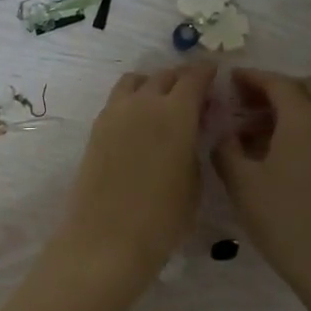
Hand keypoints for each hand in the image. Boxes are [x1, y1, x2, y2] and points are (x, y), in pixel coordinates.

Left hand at [53, 64, 216, 283]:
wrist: (107, 238)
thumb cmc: (163, 218)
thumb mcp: (194, 181)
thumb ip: (194, 145)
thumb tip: (191, 130)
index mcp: (177, 112)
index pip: (194, 77)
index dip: (207, 73)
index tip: (214, 75)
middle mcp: (144, 103)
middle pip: (164, 76)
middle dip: (181, 79)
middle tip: (193, 93)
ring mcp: (115, 114)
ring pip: (135, 82)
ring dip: (152, 84)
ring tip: (162, 103)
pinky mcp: (96, 130)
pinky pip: (118, 101)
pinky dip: (132, 100)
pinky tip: (140, 122)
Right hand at [212, 69, 310, 294]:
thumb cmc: (281, 218)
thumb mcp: (241, 182)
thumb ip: (226, 148)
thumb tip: (224, 133)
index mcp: (303, 119)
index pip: (277, 83)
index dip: (252, 78)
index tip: (230, 80)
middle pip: (307, 87)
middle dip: (278, 88)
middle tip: (248, 104)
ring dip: (293, 107)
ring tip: (259, 130)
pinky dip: (306, 126)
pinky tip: (282, 152)